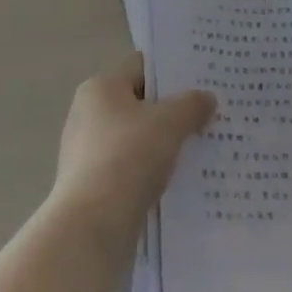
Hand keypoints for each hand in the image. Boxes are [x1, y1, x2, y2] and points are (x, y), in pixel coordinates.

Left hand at [52, 54, 215, 237]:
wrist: (93, 224)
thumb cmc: (129, 156)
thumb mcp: (170, 123)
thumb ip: (191, 105)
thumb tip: (206, 97)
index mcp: (100, 88)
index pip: (141, 67)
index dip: (172, 73)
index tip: (201, 84)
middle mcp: (87, 113)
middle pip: (138, 102)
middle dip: (170, 111)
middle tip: (205, 117)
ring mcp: (85, 150)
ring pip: (134, 138)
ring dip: (161, 144)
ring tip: (197, 151)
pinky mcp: (89, 184)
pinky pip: (127, 167)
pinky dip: (148, 171)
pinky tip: (174, 181)